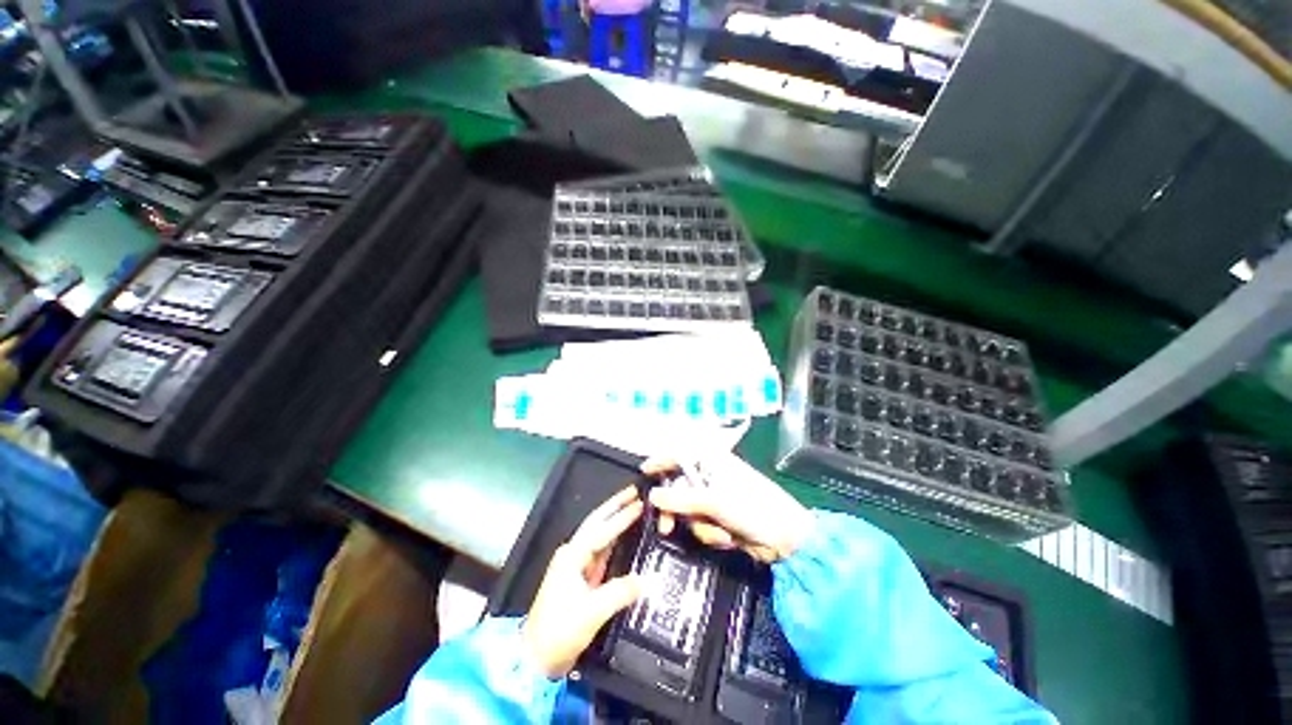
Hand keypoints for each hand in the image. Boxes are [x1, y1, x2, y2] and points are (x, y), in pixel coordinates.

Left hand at [523, 486, 643, 678]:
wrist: (536, 658)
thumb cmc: (559, 631)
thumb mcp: (591, 612)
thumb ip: (619, 592)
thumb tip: (643, 580)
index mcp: (572, 556)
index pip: (601, 530)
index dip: (621, 516)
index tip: (639, 503)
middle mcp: (573, 554)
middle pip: (596, 522)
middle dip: (614, 505)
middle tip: (633, 491)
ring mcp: (576, 565)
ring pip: (599, 534)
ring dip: (615, 519)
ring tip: (632, 506)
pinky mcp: (581, 578)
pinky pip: (601, 551)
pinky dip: (614, 539)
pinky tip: (623, 535)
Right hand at [641, 452, 813, 563]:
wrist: (786, 539)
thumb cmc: (752, 507)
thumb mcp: (713, 501)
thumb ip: (679, 499)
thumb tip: (652, 495)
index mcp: (711, 460)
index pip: (678, 455)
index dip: (660, 462)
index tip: (643, 473)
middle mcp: (711, 475)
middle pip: (679, 489)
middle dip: (676, 511)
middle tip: (665, 528)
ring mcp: (716, 497)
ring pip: (689, 512)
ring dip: (701, 527)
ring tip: (721, 534)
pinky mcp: (721, 517)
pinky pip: (702, 525)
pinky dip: (712, 534)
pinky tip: (728, 538)